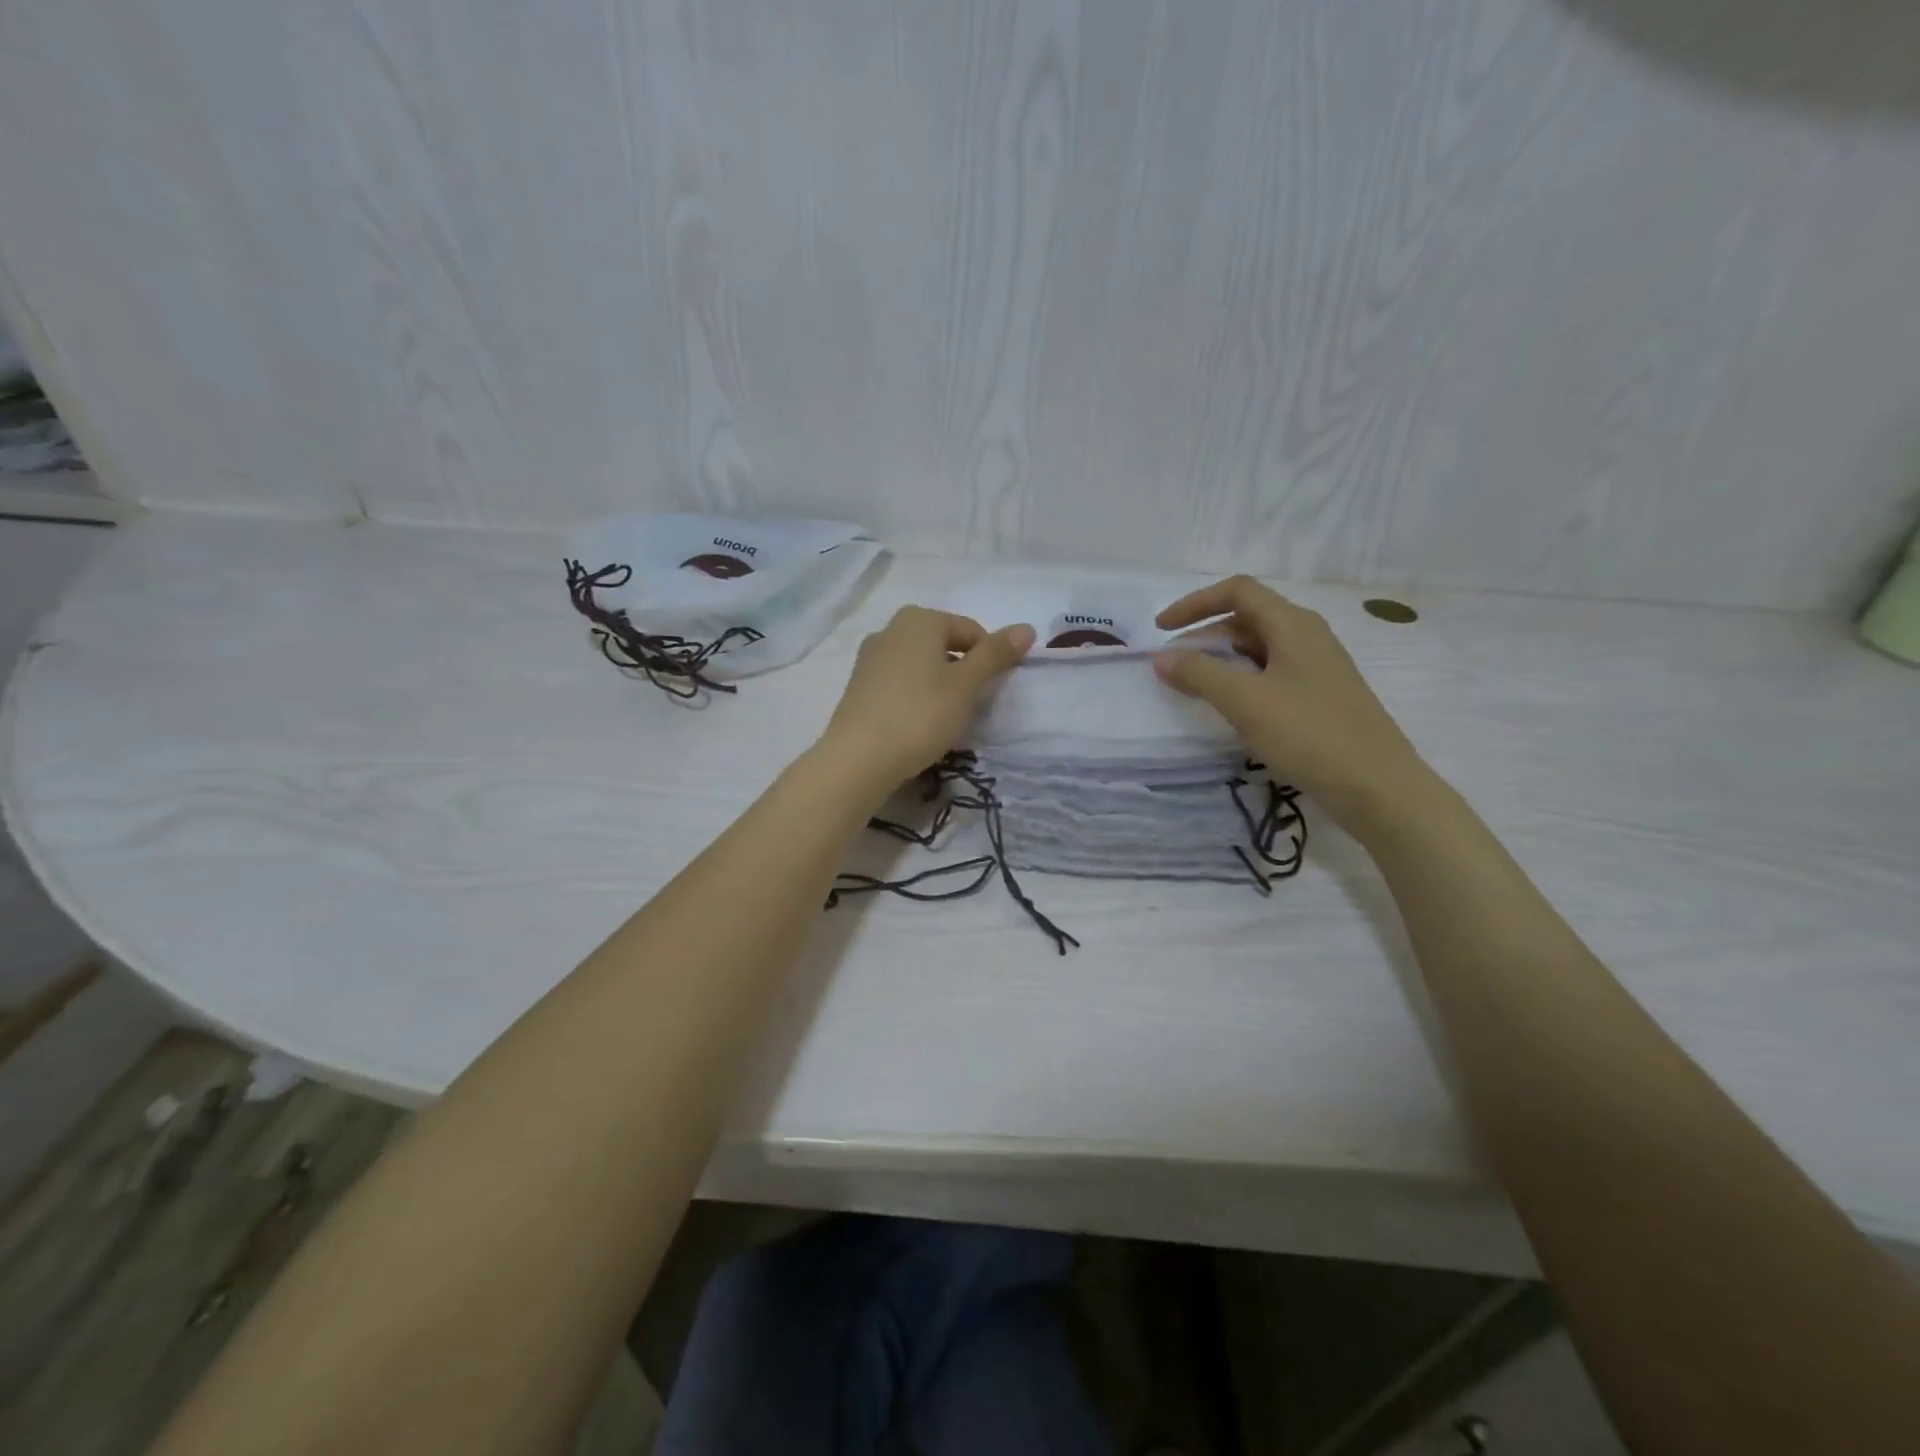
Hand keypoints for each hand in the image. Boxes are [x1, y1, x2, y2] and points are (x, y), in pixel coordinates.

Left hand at [821, 606, 1034, 793]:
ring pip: (920, 665)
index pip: (971, 631)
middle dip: (962, 671)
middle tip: (970, 706)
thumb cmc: (920, 715)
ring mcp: (869, 658)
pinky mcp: (858, 686)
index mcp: (919, 619)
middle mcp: (890, 629)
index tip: (992, 692)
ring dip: (939, 685)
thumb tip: (1026, 628)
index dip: (990, 659)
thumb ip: (996, 654)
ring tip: (945, 719)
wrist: (858, 758)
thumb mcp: (966, 685)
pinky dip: (915, 696)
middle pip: (943, 645)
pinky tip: (917, 724)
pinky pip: (899, 683)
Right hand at [1153, 576, 1430, 829]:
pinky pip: (1270, 674)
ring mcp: (1316, 667)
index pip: (1237, 591)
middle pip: (1246, 618)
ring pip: (1257, 649)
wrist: (1377, 786)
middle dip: (1204, 636)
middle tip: (1172, 668)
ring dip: (1221, 661)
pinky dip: (1240, 681)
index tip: (1161, 630)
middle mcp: (1306, 636)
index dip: (1194, 603)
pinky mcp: (1318, 696)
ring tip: (1194, 689)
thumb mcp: (1246, 702)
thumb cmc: (1310, 734)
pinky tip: (1231, 709)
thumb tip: (1161, 657)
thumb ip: (1200, 674)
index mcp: (1293, 624)